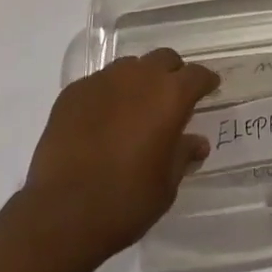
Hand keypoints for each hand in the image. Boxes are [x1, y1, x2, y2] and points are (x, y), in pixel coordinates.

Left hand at [21, 49, 218, 259]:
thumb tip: (197, 142)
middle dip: (173, 73)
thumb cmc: (125, 202)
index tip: (210, 88)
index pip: (196, 75)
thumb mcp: (165, 186)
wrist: (61, 212)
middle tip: (173, 98)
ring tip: (135, 109)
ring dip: (139, 81)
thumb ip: (183, 155)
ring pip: (130, 67)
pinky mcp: (74, 91)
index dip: (206, 81)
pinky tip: (102, 122)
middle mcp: (138, 76)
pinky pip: (100, 84)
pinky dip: (108, 96)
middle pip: (163, 59)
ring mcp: (103, 79)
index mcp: (169, 96)